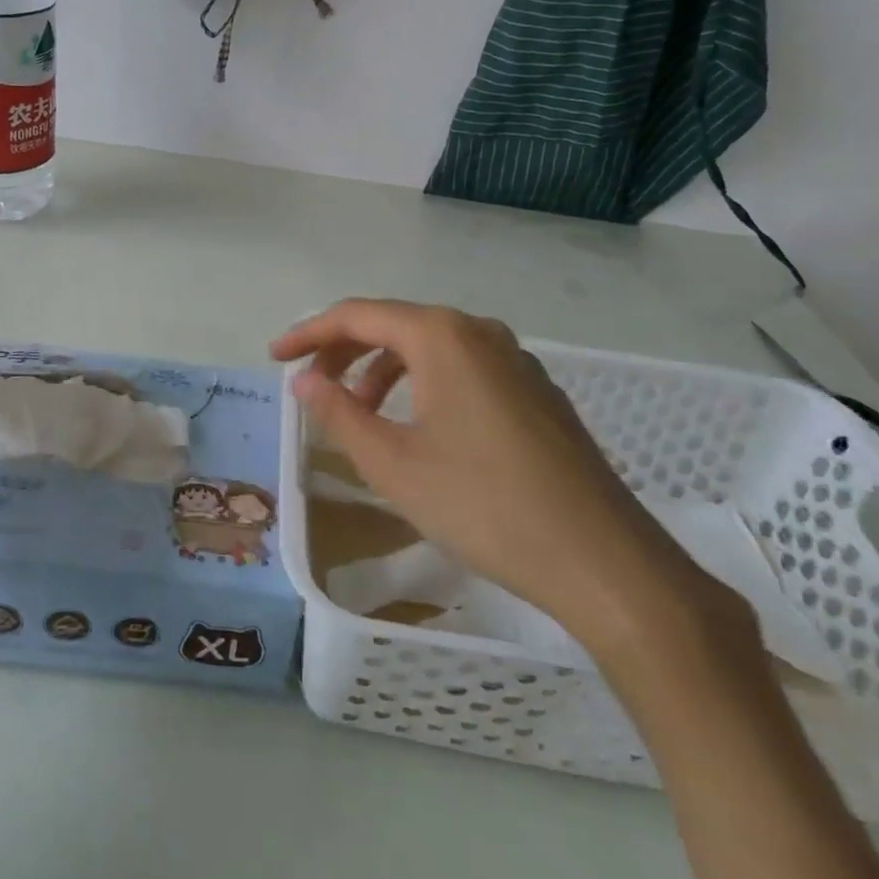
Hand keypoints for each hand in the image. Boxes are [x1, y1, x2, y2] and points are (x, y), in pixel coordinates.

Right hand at [271, 300, 729, 653]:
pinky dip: (424, 385)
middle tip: (311, 388)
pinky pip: (463, 369)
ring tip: (360, 414)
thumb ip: (339, 414)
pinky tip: (418, 427)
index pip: (357, 315)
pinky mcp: (536, 391)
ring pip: (430, 348)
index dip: (308, 334)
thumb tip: (303, 381)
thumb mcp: (393, 464)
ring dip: (384, 371)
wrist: (604, 562)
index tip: (274, 359)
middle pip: (395, 325)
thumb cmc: (484, 506)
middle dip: (344, 353)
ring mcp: (515, 360)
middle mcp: (479, 332)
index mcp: (441, 336)